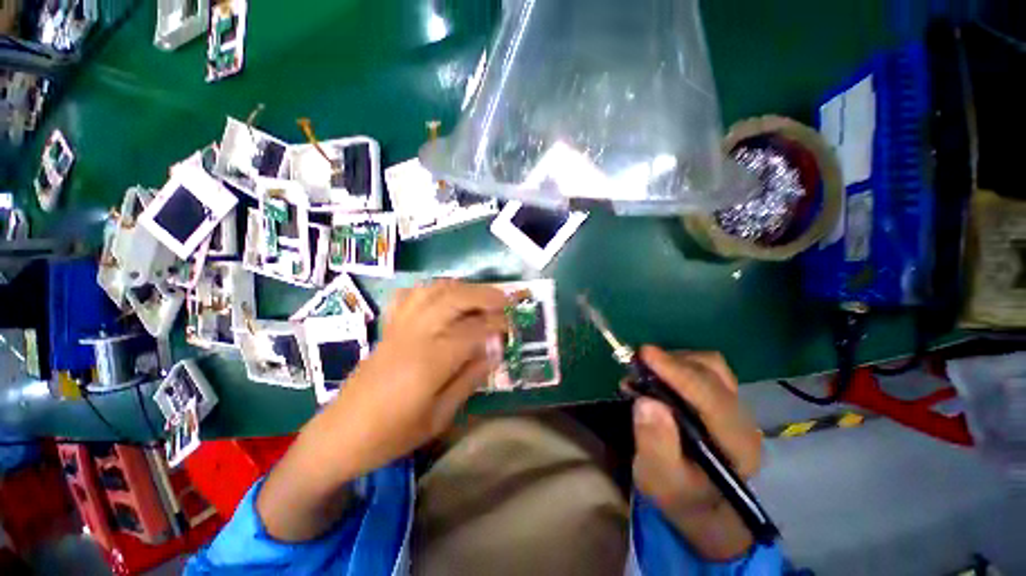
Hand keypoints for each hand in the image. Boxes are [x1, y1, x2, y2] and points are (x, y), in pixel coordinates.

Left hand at [326, 279, 508, 478]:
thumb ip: (469, 378)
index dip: (497, 324)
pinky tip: (444, 297)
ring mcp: (400, 326)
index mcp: (431, 360)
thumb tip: (495, 352)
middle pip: (454, 298)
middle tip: (506, 300)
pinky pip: (411, 295)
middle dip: (485, 295)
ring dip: (463, 288)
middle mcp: (416, 334)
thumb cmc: (392, 434)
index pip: (474, 330)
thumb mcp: (439, 416)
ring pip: (434, 290)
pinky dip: (432, 289)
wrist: (340, 434)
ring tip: (481, 296)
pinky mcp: (389, 327)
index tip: (513, 325)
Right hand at [630, 346, 762, 560]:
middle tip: (636, 363)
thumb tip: (646, 401)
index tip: (645, 354)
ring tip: (646, 368)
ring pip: (711, 365)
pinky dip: (678, 363)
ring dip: (675, 360)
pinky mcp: (722, 398)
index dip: (677, 371)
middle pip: (713, 373)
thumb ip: (655, 444)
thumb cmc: (679, 494)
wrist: (701, 503)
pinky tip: (658, 373)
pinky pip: (704, 368)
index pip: (711, 397)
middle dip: (672, 362)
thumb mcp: (659, 479)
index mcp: (736, 445)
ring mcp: (735, 405)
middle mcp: (742, 419)